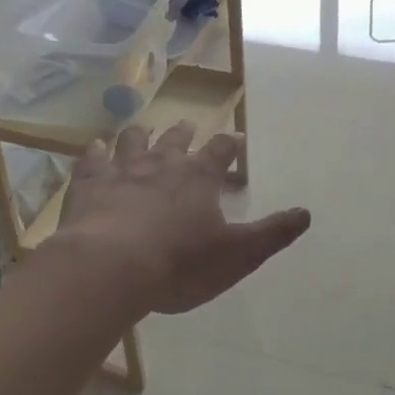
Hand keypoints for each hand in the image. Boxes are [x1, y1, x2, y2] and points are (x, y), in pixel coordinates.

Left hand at [57, 122, 309, 314]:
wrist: (110, 268)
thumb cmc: (178, 263)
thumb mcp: (236, 255)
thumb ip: (271, 234)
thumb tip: (306, 214)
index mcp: (199, 176)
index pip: (221, 150)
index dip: (229, 145)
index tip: (234, 141)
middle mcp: (162, 163)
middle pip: (175, 138)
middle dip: (183, 132)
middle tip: (187, 127)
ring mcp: (122, 170)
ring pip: (132, 140)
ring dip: (139, 135)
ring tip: (140, 132)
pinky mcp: (89, 184)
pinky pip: (91, 160)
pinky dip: (94, 153)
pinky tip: (93, 149)